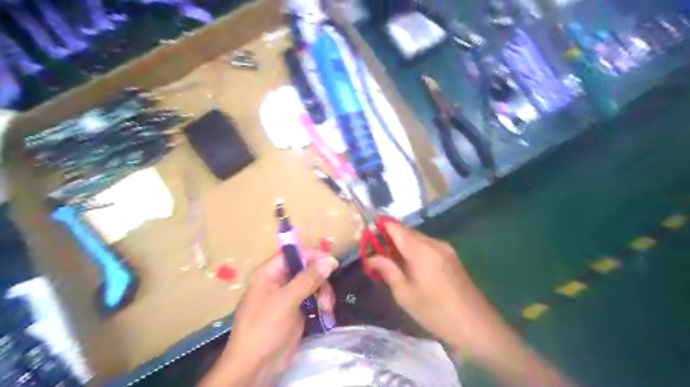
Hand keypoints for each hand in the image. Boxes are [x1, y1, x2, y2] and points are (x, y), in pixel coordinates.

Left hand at [199, 250, 338, 386]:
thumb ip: (308, 279)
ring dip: (323, 294)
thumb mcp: (286, 301)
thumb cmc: (265, 328)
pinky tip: (326, 315)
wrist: (255, 367)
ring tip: (326, 309)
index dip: (312, 255)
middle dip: (320, 280)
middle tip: (327, 296)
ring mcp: (288, 297)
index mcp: (269, 274)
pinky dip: (322, 305)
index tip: (331, 262)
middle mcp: (279, 282)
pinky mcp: (296, 312)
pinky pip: (313, 300)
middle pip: (306, 269)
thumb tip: (330, 260)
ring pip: (313, 285)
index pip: (292, 254)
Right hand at [370, 224, 508, 360]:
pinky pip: (428, 246)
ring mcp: (446, 249)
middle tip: (377, 253)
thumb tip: (371, 257)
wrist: (477, 326)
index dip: (380, 227)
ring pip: (418, 238)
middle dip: (390, 238)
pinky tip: (412, 266)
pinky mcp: (452, 257)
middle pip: (407, 232)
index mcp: (420, 250)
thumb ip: (387, 270)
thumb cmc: (436, 312)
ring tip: (392, 262)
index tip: (367, 234)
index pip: (395, 228)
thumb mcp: (405, 294)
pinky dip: (416, 250)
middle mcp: (434, 243)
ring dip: (403, 245)